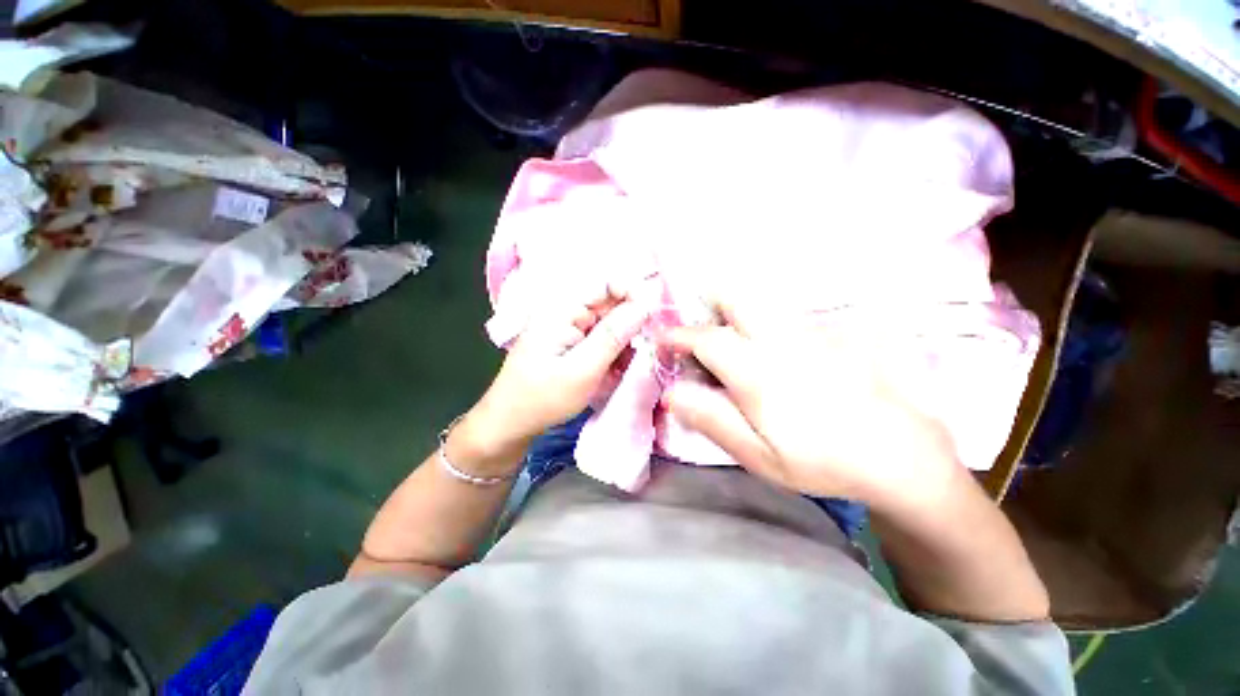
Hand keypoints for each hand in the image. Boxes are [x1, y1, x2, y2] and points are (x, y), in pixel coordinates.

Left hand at [456, 282, 650, 467]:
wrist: (510, 424)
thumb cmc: (543, 398)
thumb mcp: (583, 369)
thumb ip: (613, 336)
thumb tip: (644, 305)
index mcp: (563, 309)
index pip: (606, 284)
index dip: (633, 295)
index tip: (654, 319)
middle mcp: (566, 312)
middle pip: (610, 306)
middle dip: (630, 327)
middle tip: (640, 354)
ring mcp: (569, 329)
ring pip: (609, 326)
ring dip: (622, 346)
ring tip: (622, 370)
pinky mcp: (571, 344)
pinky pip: (601, 341)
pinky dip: (612, 355)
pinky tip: (612, 374)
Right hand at [661, 305, 965, 514]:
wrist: (903, 456)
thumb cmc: (822, 462)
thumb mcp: (757, 455)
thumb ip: (711, 419)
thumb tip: (672, 391)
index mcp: (759, 373)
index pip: (707, 339)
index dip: (679, 335)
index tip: (664, 336)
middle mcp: (784, 341)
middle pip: (738, 298)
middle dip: (711, 303)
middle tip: (704, 326)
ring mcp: (813, 331)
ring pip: (763, 302)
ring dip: (740, 312)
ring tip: (739, 340)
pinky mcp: (837, 331)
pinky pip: (790, 313)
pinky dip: (771, 322)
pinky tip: (782, 352)